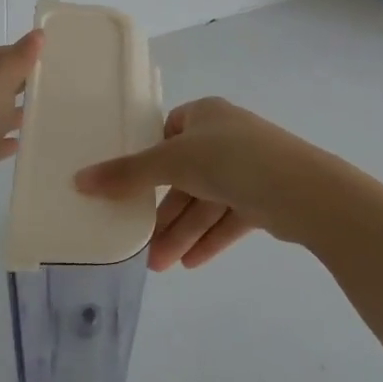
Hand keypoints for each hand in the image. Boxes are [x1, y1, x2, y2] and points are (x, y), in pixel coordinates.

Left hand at [0, 31, 41, 206]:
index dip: (23, 56)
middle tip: (51, 88)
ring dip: (11, 113)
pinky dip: (2, 139)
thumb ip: (21, 57)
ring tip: (40, 114)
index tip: (50, 62)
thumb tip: (38, 33)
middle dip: (19, 85)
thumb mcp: (1, 78)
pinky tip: (21, 142)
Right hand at [74, 97, 330, 269]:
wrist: (304, 191)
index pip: (169, 133)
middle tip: (142, 246)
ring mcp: (249, 168)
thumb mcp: (172, 161)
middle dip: (165, 213)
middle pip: (185, 175)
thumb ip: (127, 174)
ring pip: (206, 201)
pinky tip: (190, 264)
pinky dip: (209, 238)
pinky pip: (228, 218)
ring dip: (183, 232)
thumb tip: (79, 180)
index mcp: (206, 115)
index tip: (130, 187)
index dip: (149, 159)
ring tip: (161, 266)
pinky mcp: (266, 198)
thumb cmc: (231, 159)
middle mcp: (227, 137)